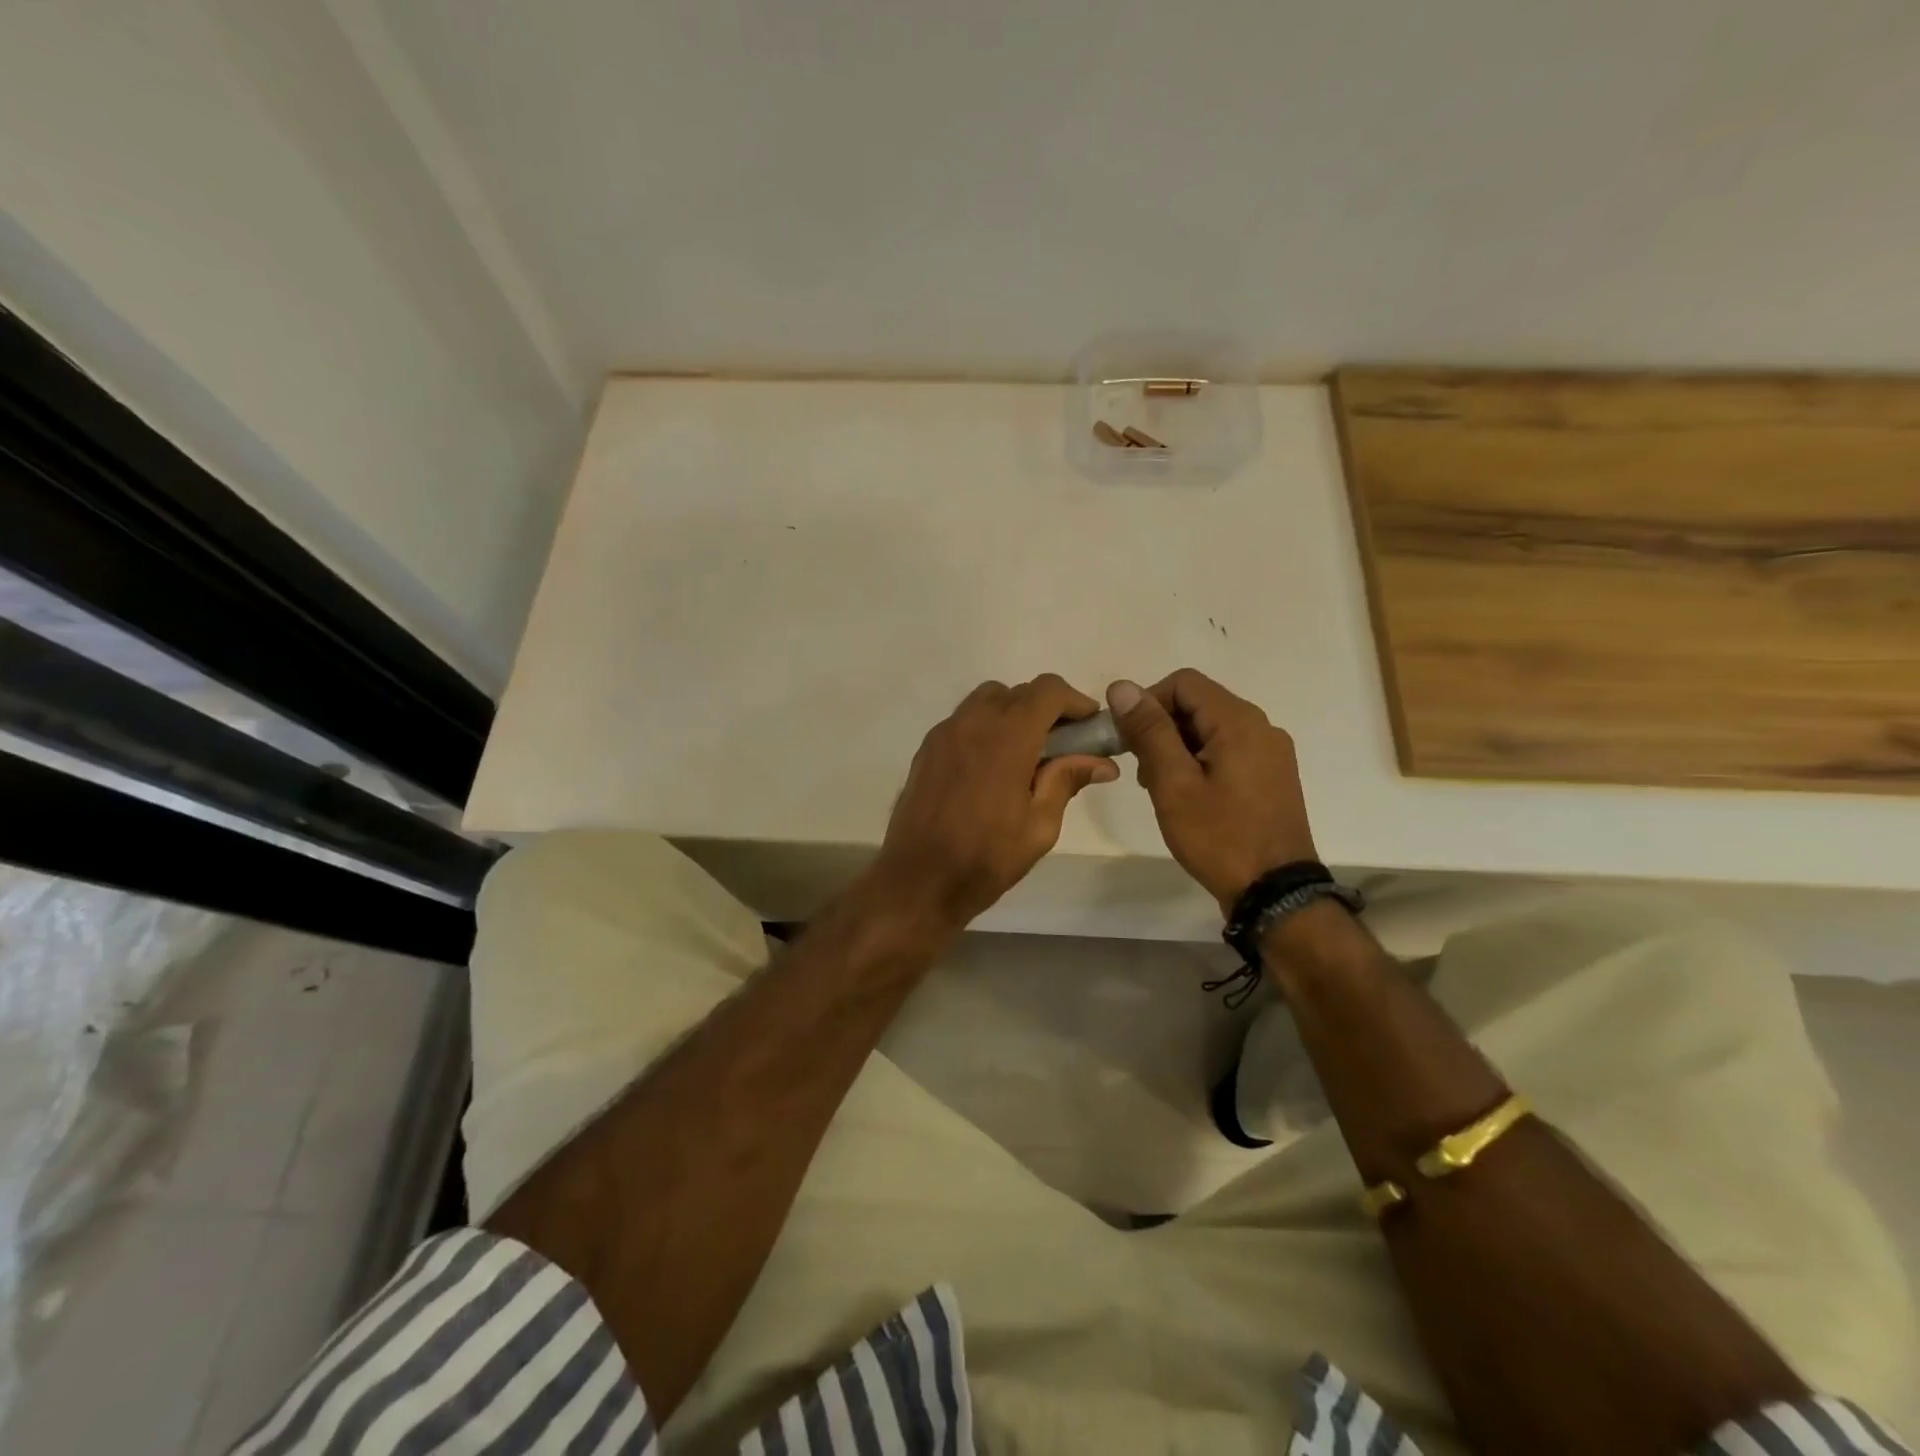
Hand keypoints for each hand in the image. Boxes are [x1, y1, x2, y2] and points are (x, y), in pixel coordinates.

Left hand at [873, 676, 1119, 928]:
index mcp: (1007, 737)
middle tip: (1063, 745)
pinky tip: (992, 766)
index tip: (1089, 726)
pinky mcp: (927, 748)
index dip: (1075, 701)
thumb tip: (1102, 762)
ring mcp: (944, 733)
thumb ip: (1067, 781)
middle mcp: (973, 722)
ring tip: (1026, 753)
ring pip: (987, 700)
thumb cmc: (985, 858)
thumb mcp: (1039, 826)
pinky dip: (986, 727)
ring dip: (1014, 713)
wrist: (917, 880)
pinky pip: (964, 720)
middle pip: (1018, 692)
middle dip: (1047, 709)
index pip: (1048, 690)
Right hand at [1107, 670, 1317, 912]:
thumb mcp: (1173, 783)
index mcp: (1238, 721)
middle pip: (1199, 703)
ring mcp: (1271, 752)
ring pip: (1212, 728)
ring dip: (1178, 746)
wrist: (1275, 893)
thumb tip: (1122, 687)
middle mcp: (1261, 726)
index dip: (1148, 702)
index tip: (1129, 740)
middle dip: (1161, 727)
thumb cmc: (1219, 836)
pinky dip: (1200, 760)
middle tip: (1141, 770)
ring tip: (1160, 787)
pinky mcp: (1273, 775)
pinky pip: (1229, 750)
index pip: (1183, 682)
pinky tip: (1189, 796)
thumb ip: (1149, 731)